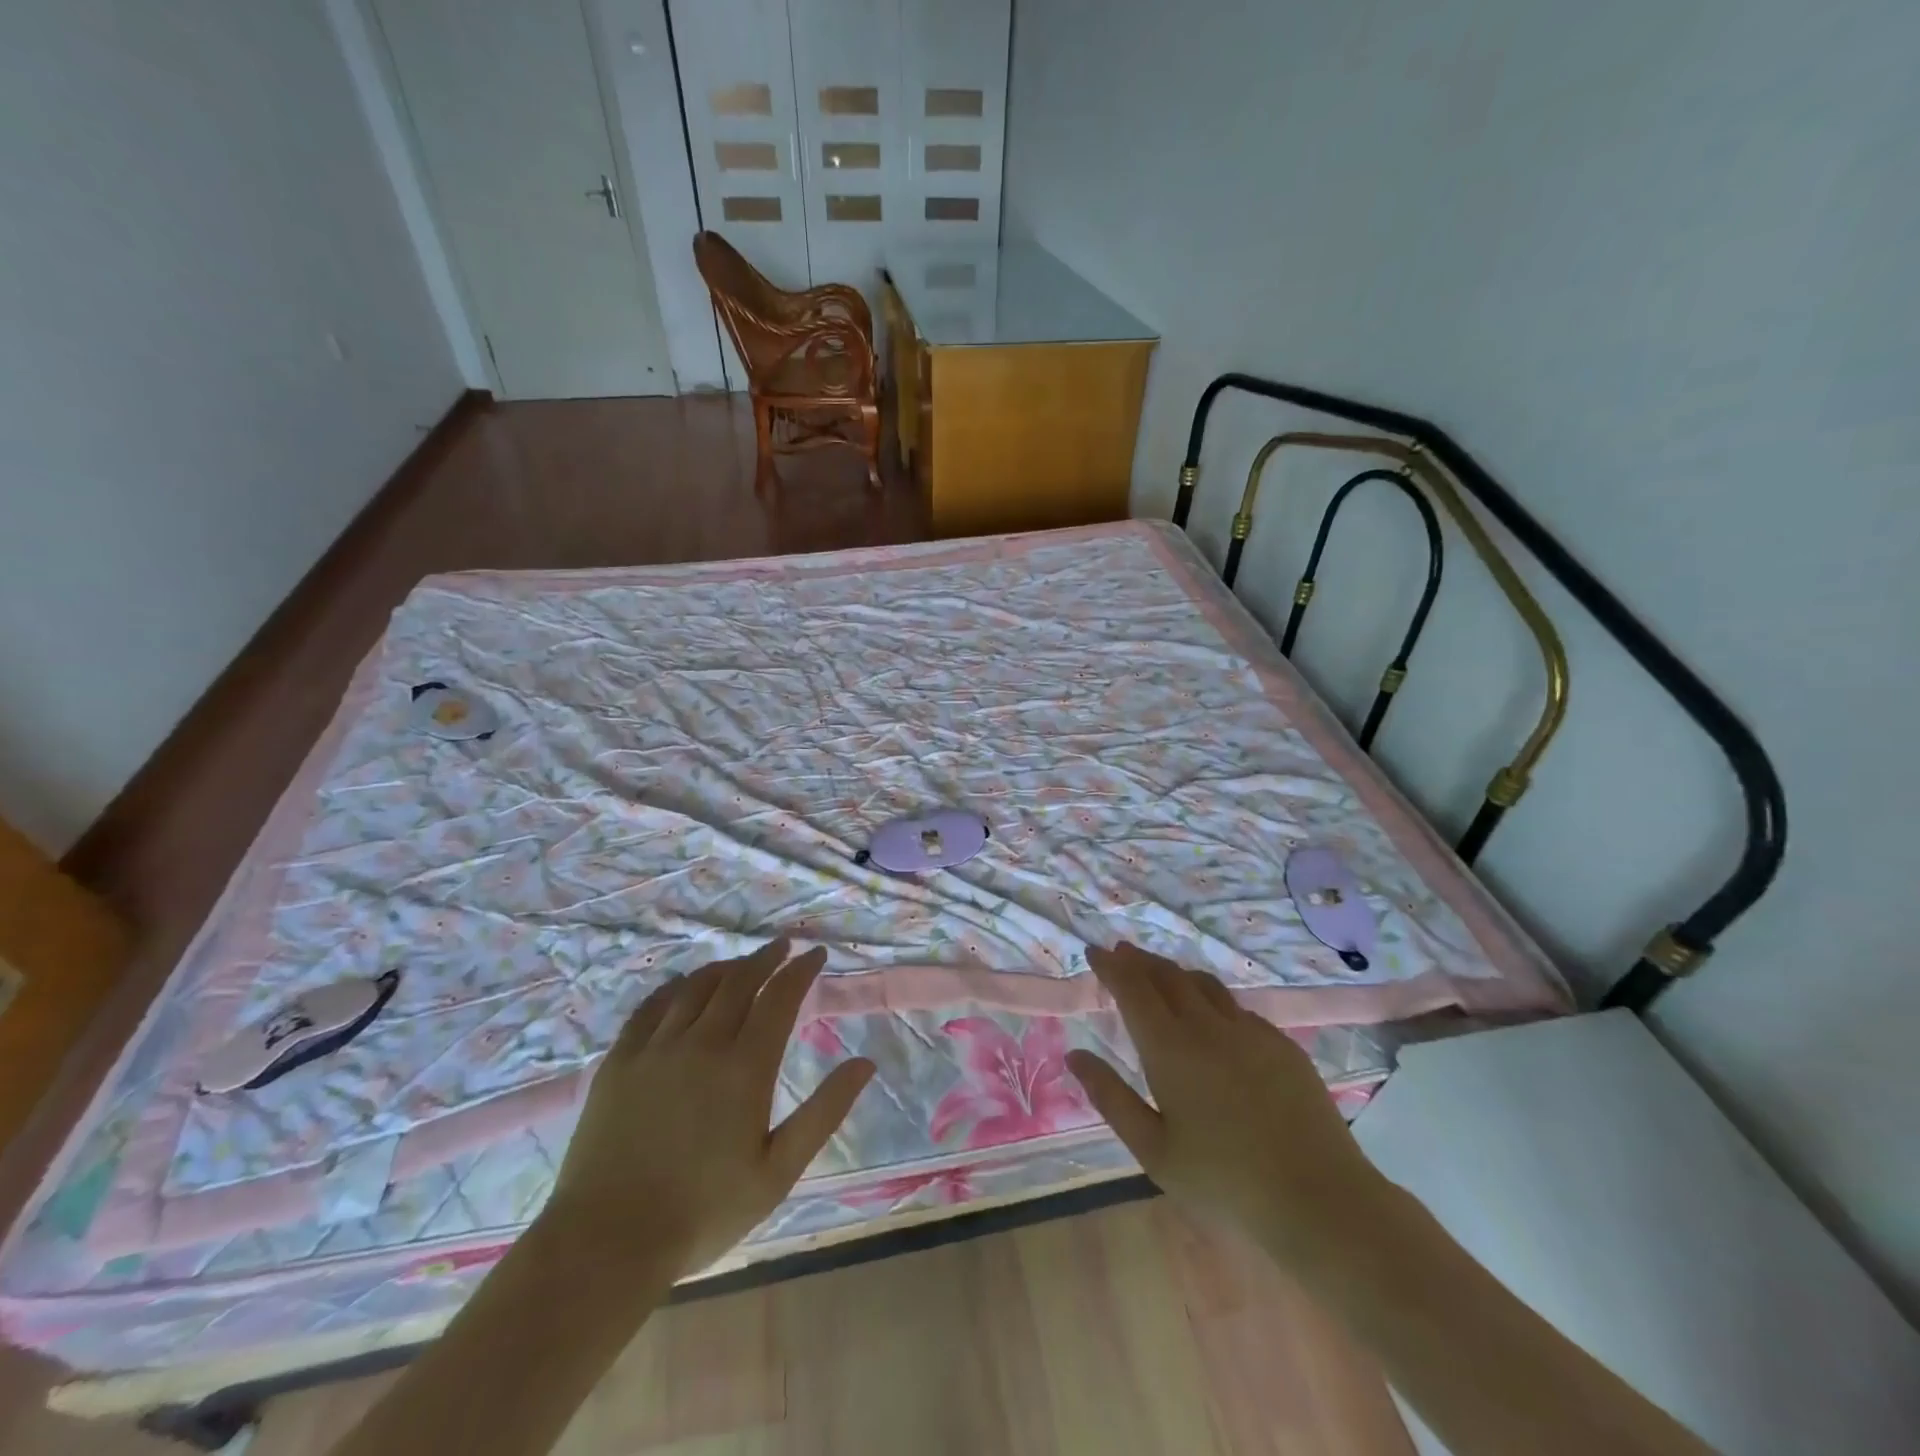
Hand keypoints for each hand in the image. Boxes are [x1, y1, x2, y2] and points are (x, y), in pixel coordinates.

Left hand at [543, 939, 874, 1277]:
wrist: (606, 1243)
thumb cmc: (703, 1212)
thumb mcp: (778, 1172)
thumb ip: (824, 1112)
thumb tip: (865, 1064)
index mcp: (744, 1067)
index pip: (780, 997)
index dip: (801, 970)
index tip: (816, 954)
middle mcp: (702, 1043)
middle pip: (739, 981)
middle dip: (767, 958)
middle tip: (783, 947)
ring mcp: (656, 1048)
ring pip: (696, 986)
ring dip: (726, 967)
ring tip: (742, 964)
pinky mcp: (619, 1061)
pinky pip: (651, 1005)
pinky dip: (676, 986)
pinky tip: (684, 986)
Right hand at [1066, 941, 1389, 1265]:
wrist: (1320, 1200)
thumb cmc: (1225, 1183)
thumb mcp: (1154, 1150)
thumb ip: (1111, 1098)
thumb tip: (1075, 1056)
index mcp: (1170, 1048)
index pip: (1133, 988)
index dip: (1111, 967)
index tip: (1094, 952)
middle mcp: (1208, 1026)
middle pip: (1167, 976)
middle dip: (1139, 961)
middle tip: (1121, 953)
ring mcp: (1250, 1031)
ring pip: (1203, 984)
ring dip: (1175, 972)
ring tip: (1160, 974)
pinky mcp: (1282, 1044)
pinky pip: (1236, 1007)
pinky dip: (1210, 998)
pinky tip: (1212, 1016)